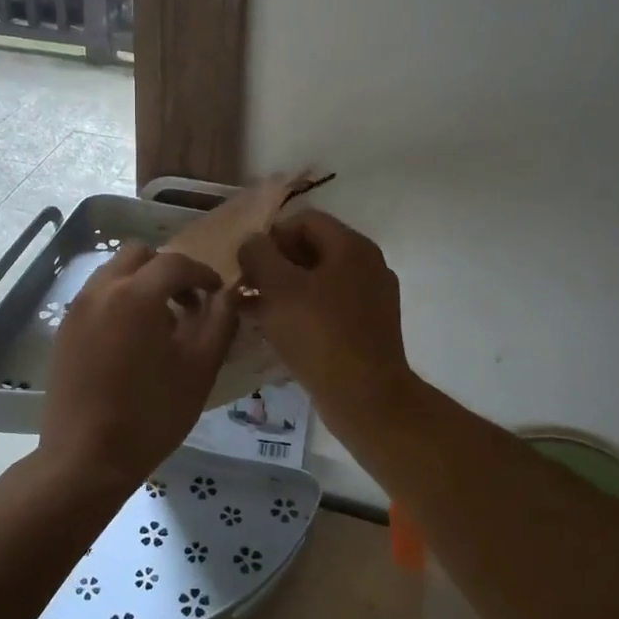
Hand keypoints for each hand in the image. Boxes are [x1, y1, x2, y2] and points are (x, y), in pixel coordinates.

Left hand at [38, 243, 238, 500]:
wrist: (84, 459)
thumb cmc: (150, 414)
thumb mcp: (200, 369)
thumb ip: (220, 322)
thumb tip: (226, 295)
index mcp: (136, 294)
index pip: (175, 262)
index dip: (202, 273)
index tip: (217, 293)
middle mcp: (101, 289)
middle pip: (139, 255)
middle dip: (167, 270)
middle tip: (188, 303)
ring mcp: (77, 309)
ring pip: (114, 272)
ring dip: (141, 283)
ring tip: (160, 323)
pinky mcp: (64, 330)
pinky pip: (97, 296)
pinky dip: (119, 300)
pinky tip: (131, 340)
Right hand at [237, 212, 414, 427]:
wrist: (366, 398)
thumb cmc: (319, 335)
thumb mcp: (278, 288)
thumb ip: (259, 255)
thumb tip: (253, 242)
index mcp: (352, 246)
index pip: (304, 220)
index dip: (271, 235)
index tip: (247, 262)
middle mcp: (368, 264)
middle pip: (312, 249)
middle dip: (274, 264)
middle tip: (246, 286)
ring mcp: (372, 297)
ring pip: (318, 280)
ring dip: (283, 289)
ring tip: (253, 309)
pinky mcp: (369, 327)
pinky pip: (329, 306)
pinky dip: (302, 310)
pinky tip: (276, 330)